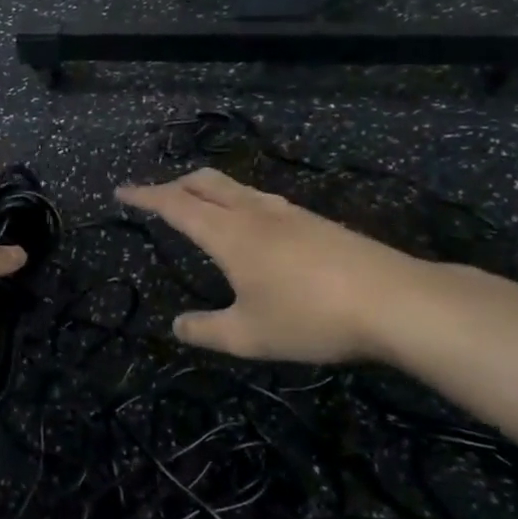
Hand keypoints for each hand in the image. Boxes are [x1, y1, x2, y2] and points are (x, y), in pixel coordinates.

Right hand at [115, 168, 423, 362]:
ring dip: (207, 190)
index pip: (175, 204)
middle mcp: (254, 213)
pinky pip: (261, 201)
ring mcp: (289, 213)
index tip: (121, 191)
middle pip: (205, 182)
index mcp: (229, 233)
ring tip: (199, 207)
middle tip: (155, 197)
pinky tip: (251, 228)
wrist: (396, 301)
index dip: (144, 196)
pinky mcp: (316, 222)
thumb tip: (178, 326)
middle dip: (174, 184)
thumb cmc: (311, 317)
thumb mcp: (249, 336)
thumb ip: (206, 331)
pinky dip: (237, 203)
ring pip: (236, 188)